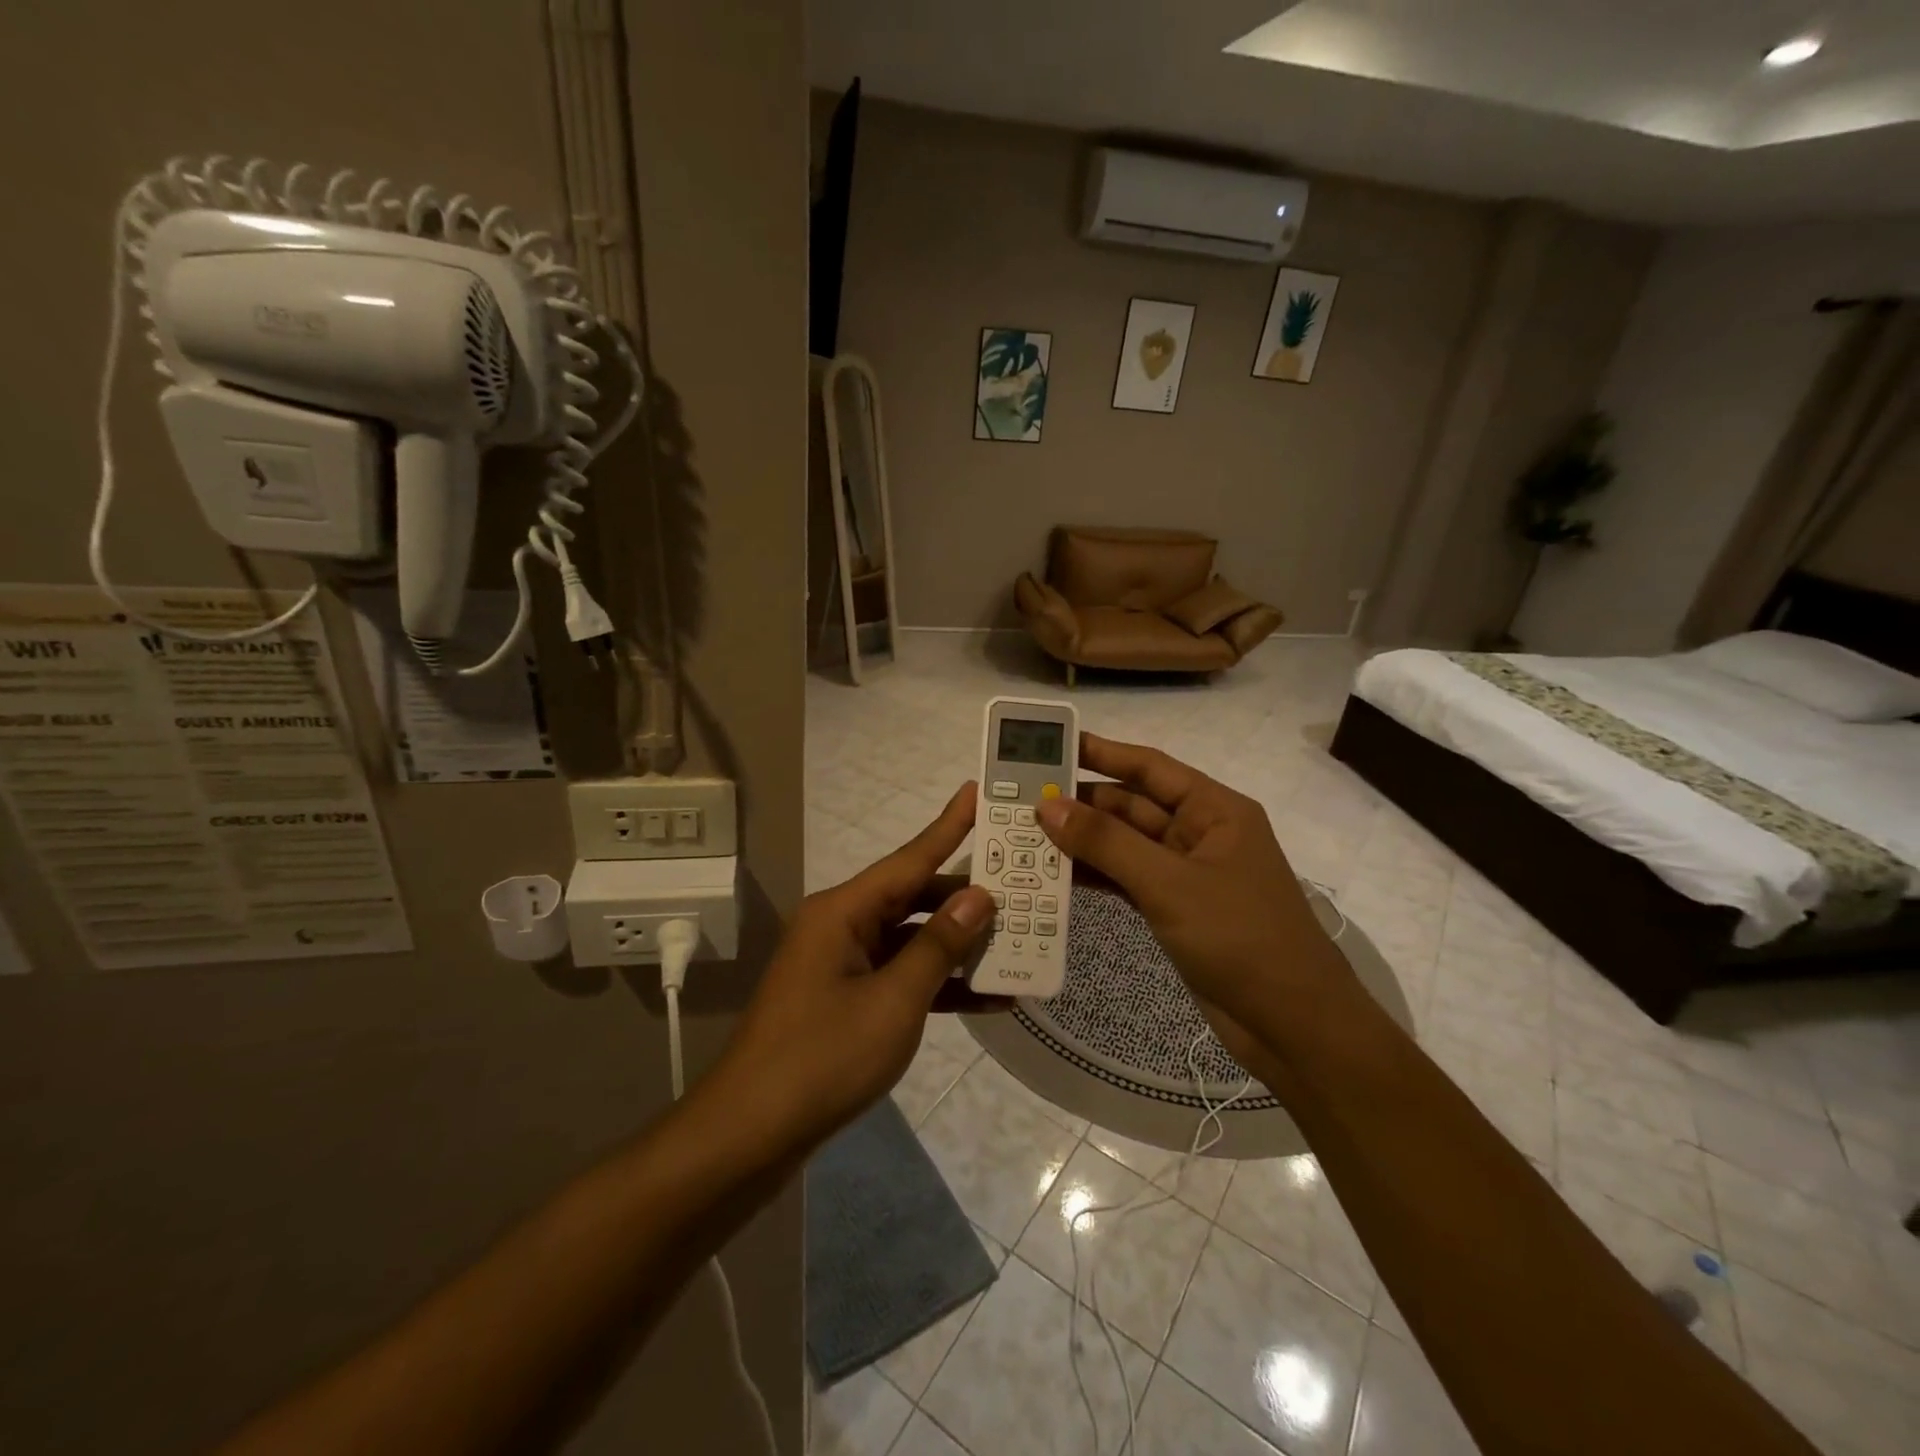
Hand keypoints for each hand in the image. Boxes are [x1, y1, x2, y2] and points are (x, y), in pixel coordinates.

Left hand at [712, 784, 993, 1152]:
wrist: (752, 1133)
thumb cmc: (824, 1057)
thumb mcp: (894, 1001)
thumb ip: (939, 945)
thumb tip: (979, 896)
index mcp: (844, 911)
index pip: (909, 858)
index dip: (948, 826)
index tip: (978, 791)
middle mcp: (842, 926)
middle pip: (914, 897)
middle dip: (967, 897)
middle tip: (1022, 885)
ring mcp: (842, 964)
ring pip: (912, 939)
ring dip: (958, 945)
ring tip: (1019, 940)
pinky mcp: (846, 999)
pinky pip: (900, 976)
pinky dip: (938, 984)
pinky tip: (989, 999)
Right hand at [1036, 734, 1356, 1050]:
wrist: (1292, 1025)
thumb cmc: (1240, 938)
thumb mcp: (1169, 883)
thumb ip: (1107, 843)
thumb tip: (1048, 805)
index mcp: (1215, 810)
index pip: (1150, 767)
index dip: (1102, 752)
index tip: (1053, 745)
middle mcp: (1200, 833)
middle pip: (1132, 806)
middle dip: (1082, 802)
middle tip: (1023, 798)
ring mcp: (1186, 874)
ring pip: (1125, 845)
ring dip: (1083, 841)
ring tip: (1027, 834)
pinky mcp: (1175, 910)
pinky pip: (1127, 880)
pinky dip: (1096, 876)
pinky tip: (1056, 875)